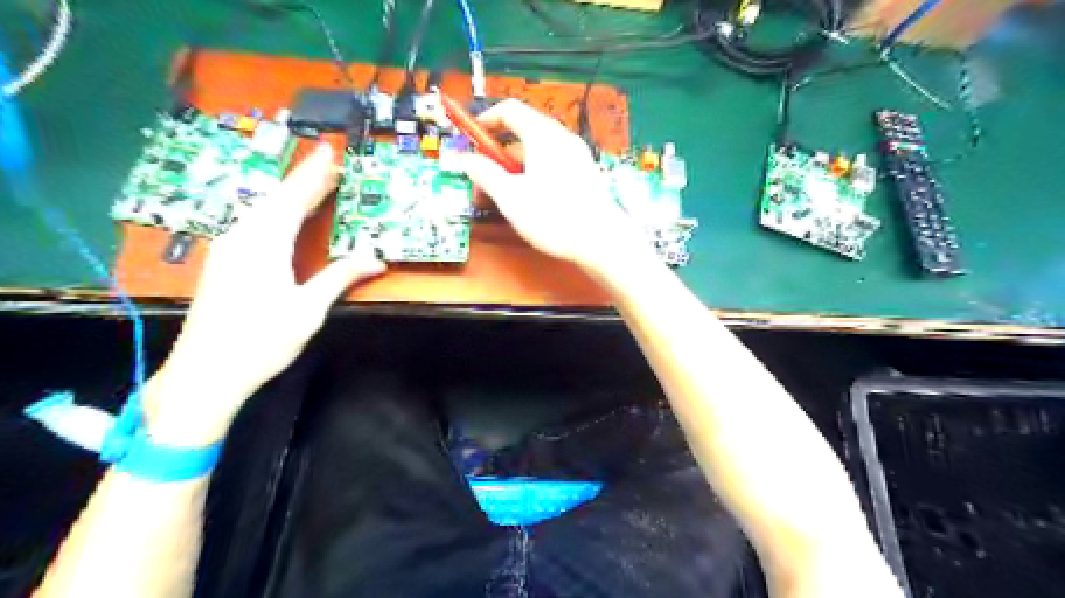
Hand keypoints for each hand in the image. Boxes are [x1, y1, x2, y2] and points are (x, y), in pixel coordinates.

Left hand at [145, 141, 386, 446]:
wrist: (205, 374)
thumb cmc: (261, 341)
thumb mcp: (308, 310)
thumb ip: (339, 277)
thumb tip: (376, 260)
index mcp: (263, 244)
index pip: (293, 199)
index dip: (313, 174)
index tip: (330, 150)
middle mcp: (241, 238)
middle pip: (275, 200)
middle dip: (304, 180)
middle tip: (330, 164)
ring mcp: (228, 250)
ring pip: (262, 211)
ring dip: (290, 196)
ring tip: (314, 186)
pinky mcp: (224, 263)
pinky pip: (254, 225)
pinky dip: (276, 213)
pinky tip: (284, 217)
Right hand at [461, 99, 649, 275]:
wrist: (601, 240)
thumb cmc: (552, 216)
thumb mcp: (510, 196)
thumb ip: (485, 173)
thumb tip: (466, 159)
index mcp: (543, 135)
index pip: (509, 110)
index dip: (485, 121)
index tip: (469, 140)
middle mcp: (562, 138)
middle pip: (522, 132)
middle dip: (497, 154)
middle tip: (482, 181)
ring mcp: (577, 156)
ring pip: (537, 152)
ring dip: (513, 169)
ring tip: (502, 198)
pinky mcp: (585, 174)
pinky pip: (552, 164)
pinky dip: (533, 174)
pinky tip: (528, 202)